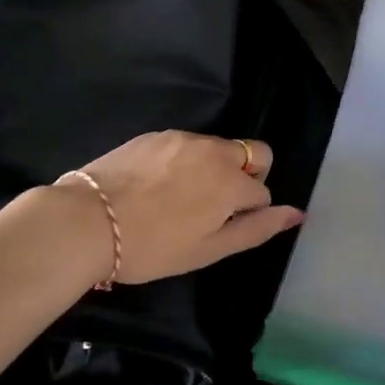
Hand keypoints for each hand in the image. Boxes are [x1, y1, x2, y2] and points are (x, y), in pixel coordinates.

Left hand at [26, 130, 302, 286]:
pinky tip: (154, 186)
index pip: (262, 192)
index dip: (246, 214)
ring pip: (217, 149)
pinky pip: (185, 144)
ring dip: (211, 169)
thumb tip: (298, 212)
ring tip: (176, 199)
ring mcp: (184, 138)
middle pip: (251, 155)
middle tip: (209, 209)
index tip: (216, 229)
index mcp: (232, 181)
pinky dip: (183, 161)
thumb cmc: (151, 247)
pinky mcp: (156, 134)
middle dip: (242, 178)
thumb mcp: (208, 250)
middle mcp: (215, 150)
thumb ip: (257, 229)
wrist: (87, 221)